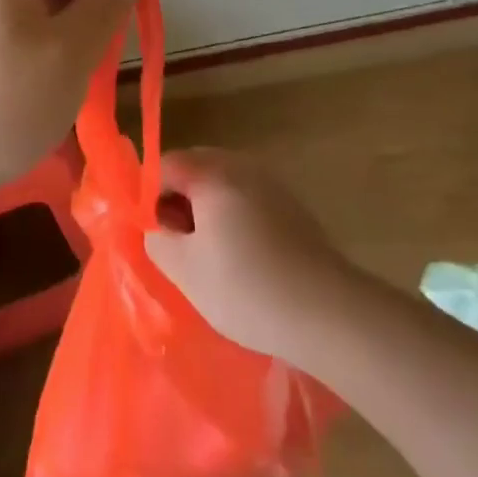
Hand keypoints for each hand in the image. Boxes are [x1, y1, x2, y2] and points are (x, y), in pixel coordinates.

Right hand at [145, 149, 354, 362]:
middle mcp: (241, 165)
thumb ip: (159, 241)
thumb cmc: (246, 288)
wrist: (327, 312)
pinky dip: (234, 216)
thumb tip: (155, 227)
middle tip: (176, 244)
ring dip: (207, 209)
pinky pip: (248, 197)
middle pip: (196, 168)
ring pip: (223, 183)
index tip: (153, 233)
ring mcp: (270, 181)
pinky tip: (242, 257)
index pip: (165, 165)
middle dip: (179, 200)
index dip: (149, 195)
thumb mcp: (186, 272)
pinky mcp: (291, 204)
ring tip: (207, 254)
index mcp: (212, 173)